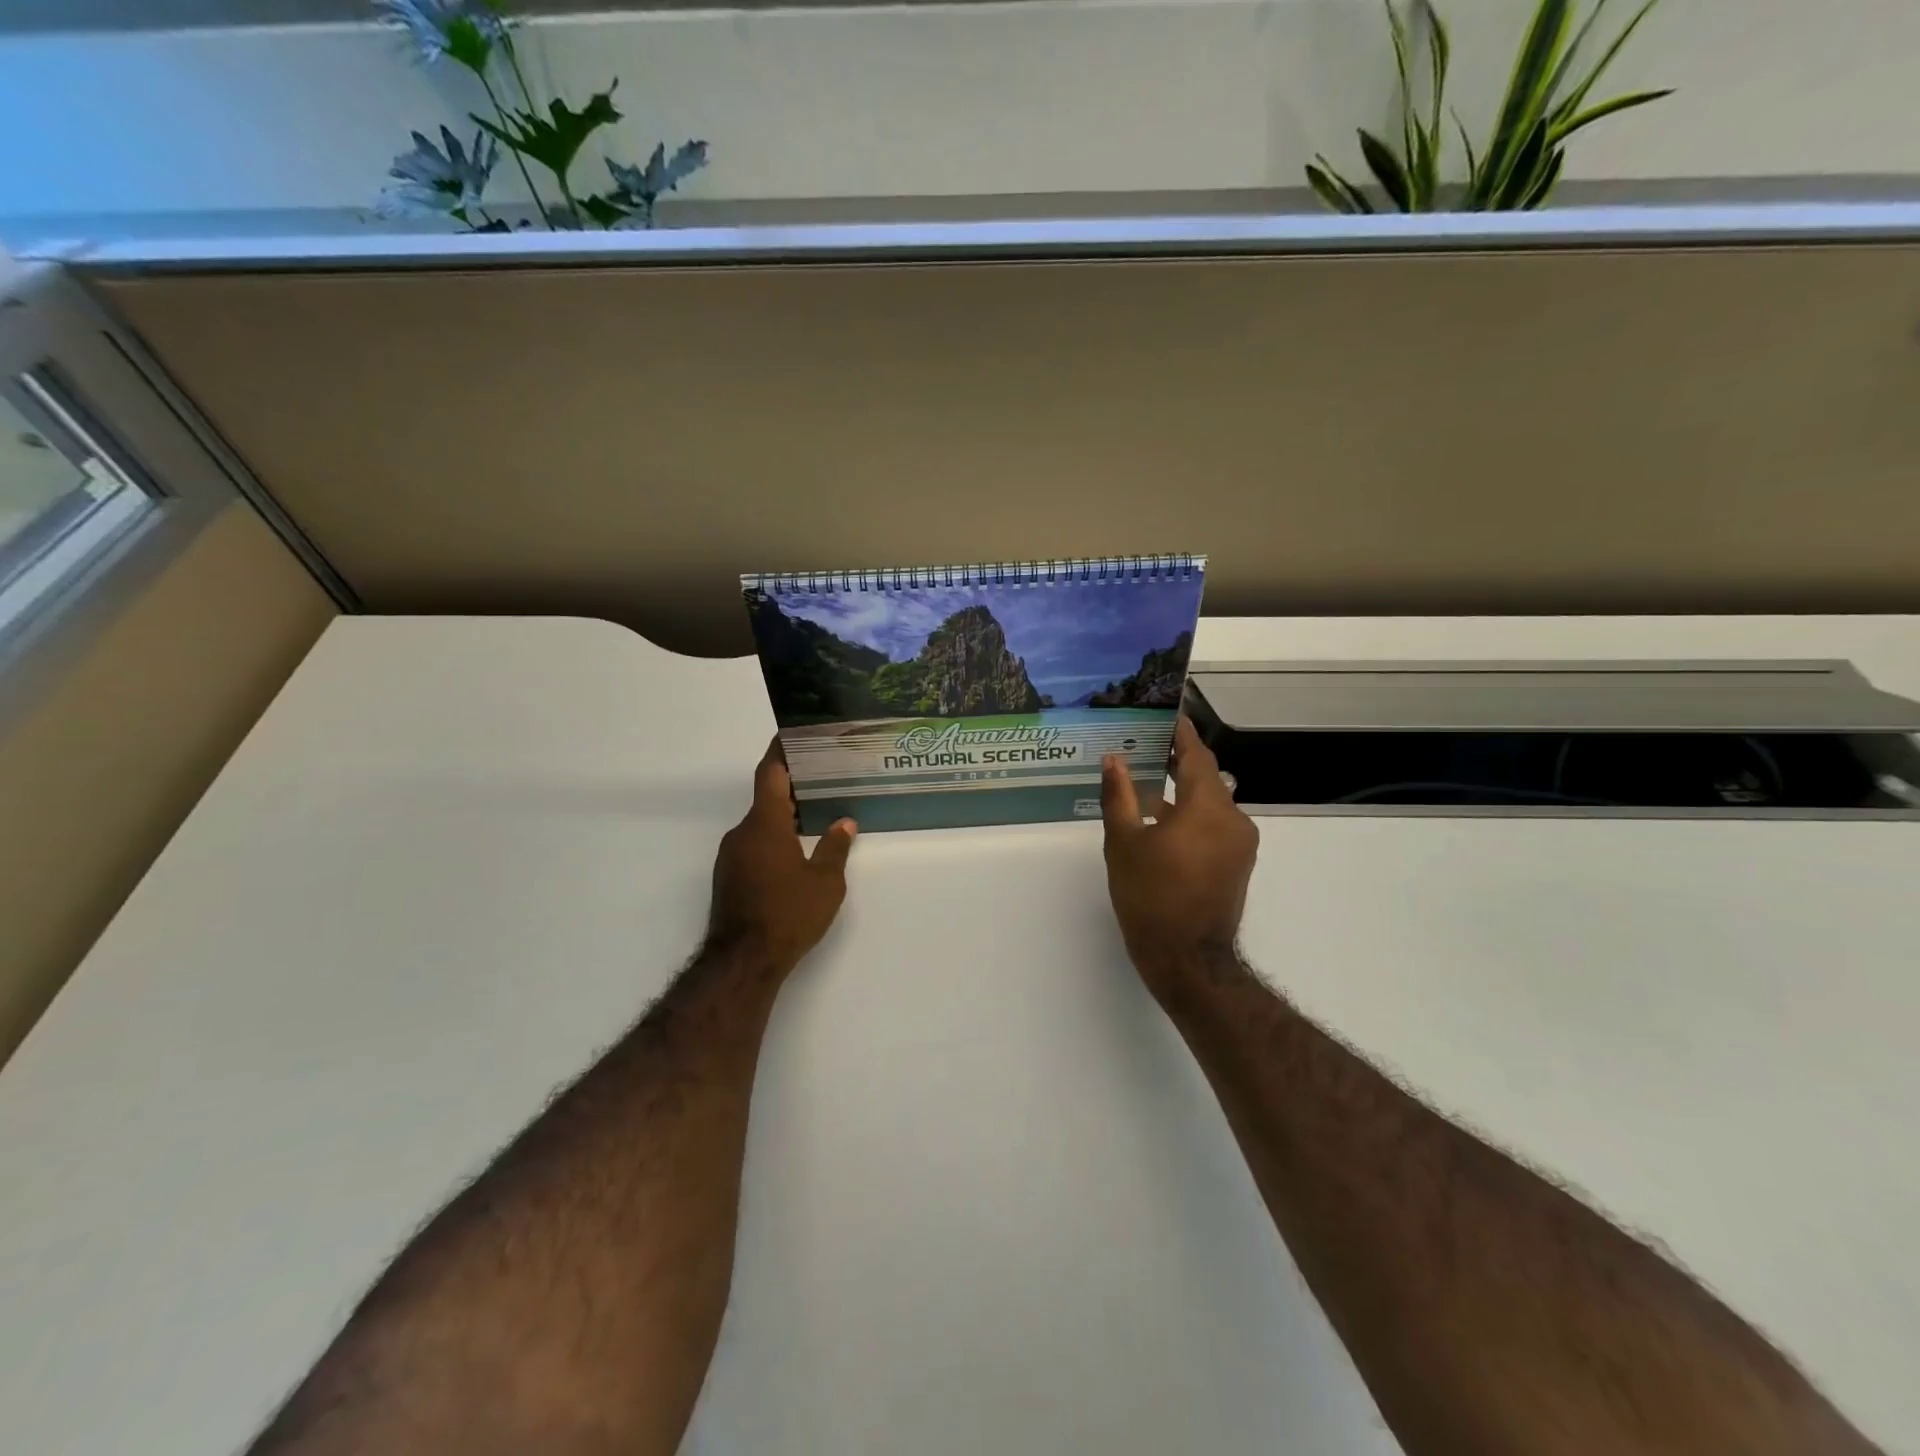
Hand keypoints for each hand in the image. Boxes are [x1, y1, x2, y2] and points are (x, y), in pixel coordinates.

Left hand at [707, 739, 856, 976]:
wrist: (743, 961)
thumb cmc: (788, 913)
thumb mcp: (825, 882)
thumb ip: (835, 848)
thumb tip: (845, 823)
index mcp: (765, 824)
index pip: (771, 774)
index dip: (781, 751)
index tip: (791, 733)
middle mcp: (742, 833)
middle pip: (766, 799)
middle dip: (792, 788)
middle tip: (822, 779)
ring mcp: (731, 856)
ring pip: (760, 825)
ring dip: (783, 817)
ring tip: (814, 817)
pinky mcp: (728, 877)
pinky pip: (753, 845)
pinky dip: (773, 839)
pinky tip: (795, 853)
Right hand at [1101, 717, 1258, 997]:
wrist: (1187, 959)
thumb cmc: (1151, 897)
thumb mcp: (1124, 843)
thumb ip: (1119, 796)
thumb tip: (1114, 759)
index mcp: (1208, 808)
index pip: (1196, 756)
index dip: (1181, 733)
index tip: (1167, 712)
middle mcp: (1233, 819)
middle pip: (1205, 778)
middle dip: (1177, 761)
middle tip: (1145, 745)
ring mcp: (1240, 843)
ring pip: (1209, 803)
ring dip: (1181, 791)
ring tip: (1146, 784)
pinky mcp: (1237, 863)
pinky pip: (1214, 825)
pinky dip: (1190, 815)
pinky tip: (1161, 821)